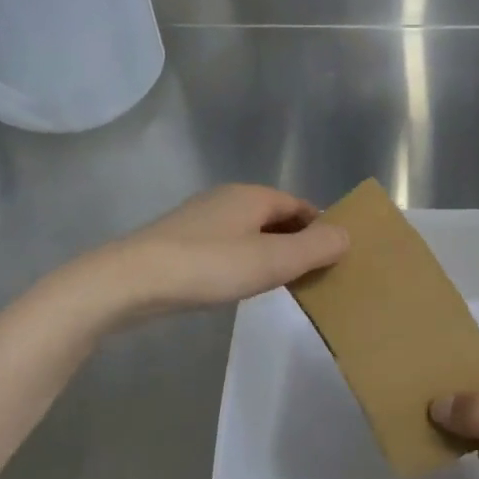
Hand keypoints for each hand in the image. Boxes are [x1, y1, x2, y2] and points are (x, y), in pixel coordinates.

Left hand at [104, 185, 349, 318]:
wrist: (131, 281)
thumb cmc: (210, 266)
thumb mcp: (273, 261)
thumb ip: (315, 248)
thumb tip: (347, 235)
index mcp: (253, 196)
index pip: (300, 206)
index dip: (321, 227)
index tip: (336, 256)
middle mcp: (228, 199)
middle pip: (276, 217)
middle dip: (297, 241)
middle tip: (315, 274)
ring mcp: (201, 219)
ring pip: (250, 232)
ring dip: (271, 252)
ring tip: (284, 282)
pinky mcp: (181, 241)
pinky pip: (228, 245)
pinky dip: (245, 260)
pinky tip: (242, 283)